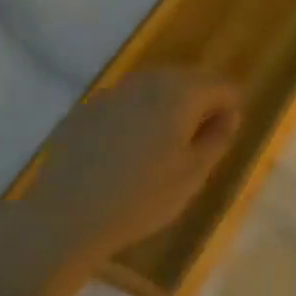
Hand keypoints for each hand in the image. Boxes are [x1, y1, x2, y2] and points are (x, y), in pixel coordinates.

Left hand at [0, 67, 241, 258]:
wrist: (66, 216)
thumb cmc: (142, 198)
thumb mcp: (194, 174)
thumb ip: (218, 137)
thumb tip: (228, 114)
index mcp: (180, 94)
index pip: (222, 86)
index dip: (230, 109)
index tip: (223, 138)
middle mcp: (147, 82)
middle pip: (188, 79)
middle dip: (199, 103)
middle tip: (198, 142)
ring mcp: (112, 93)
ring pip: (153, 88)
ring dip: (167, 108)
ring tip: (164, 146)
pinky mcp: (85, 109)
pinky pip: (124, 103)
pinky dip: (135, 116)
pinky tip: (126, 151)